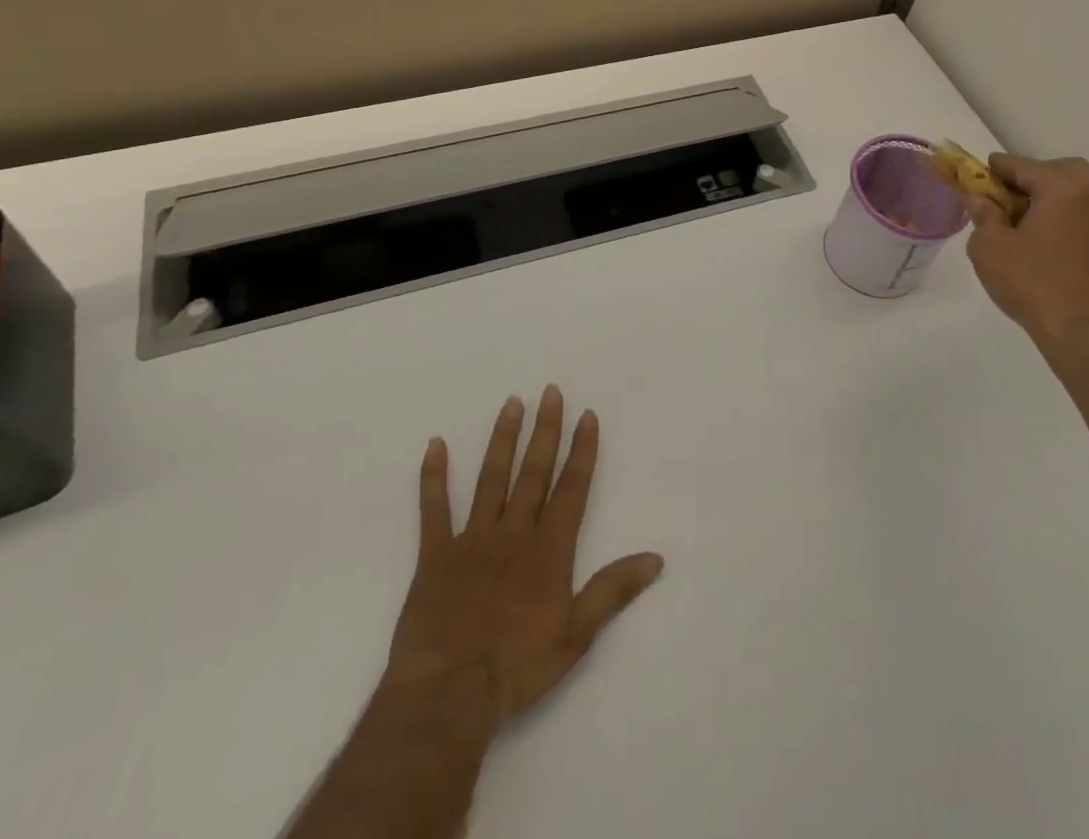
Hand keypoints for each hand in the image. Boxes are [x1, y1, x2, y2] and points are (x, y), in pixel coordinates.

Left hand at [382, 385, 665, 729]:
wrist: (448, 696)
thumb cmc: (517, 668)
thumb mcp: (576, 635)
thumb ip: (613, 590)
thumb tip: (656, 558)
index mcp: (548, 550)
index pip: (571, 489)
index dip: (581, 451)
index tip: (587, 415)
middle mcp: (513, 533)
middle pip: (533, 472)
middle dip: (545, 431)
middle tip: (550, 392)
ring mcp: (472, 540)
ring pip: (491, 479)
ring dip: (503, 440)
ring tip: (512, 403)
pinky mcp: (434, 556)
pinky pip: (433, 510)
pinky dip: (433, 477)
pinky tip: (435, 445)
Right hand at [965, 153, 1088, 350]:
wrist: (1081, 331)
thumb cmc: (1030, 281)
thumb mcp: (989, 246)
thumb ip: (983, 215)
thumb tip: (981, 200)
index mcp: (1063, 188)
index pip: (1023, 165)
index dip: (996, 168)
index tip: (976, 173)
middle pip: (1060, 171)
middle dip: (1031, 176)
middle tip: (1006, 195)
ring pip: (1075, 192)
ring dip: (1048, 196)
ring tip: (1019, 218)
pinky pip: (1082, 213)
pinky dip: (1061, 214)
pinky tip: (1039, 236)